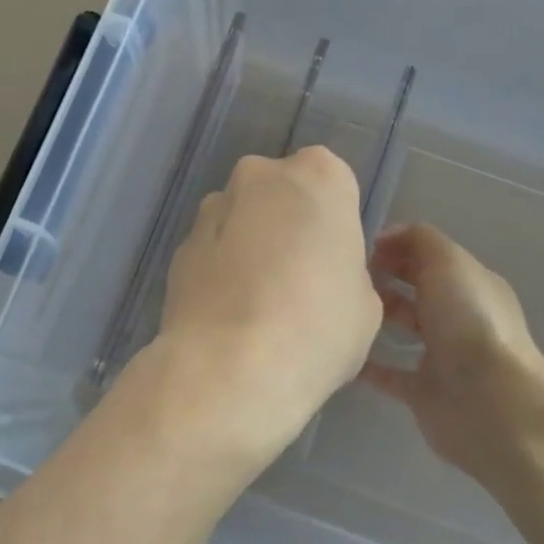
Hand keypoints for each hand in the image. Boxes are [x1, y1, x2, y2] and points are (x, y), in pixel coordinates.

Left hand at [156, 149, 382, 467]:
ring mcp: (212, 208)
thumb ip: (344, 270)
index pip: (332, 182)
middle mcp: (260, 176)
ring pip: (241, 218)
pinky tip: (229, 315)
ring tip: (258, 304)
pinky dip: (221, 270)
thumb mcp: (364, 302)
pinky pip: (212, 250)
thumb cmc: (317, 326)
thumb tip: (322, 275)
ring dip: (250, 245)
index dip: (333, 222)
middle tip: (297, 279)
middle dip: (287, 224)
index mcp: (319, 177)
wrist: (229, 367)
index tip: (333, 259)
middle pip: (281, 192)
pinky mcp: (179, 246)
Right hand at [364, 223, 543, 492]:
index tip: (358, 249)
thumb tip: (387, 238)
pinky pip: (388, 373)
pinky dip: (367, 363)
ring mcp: (442, 355)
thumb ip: (418, 239)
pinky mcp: (424, 391)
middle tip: (346, 276)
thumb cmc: (469, 322)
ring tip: (341, 307)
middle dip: (383, 277)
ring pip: (404, 326)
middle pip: (416, 287)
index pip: (429, 255)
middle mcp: (459, 315)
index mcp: (470, 282)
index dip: (396, 246)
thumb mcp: (448, 260)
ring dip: (376, 316)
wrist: (489, 402)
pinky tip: (340, 350)